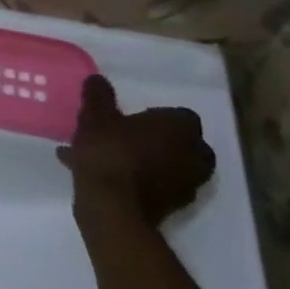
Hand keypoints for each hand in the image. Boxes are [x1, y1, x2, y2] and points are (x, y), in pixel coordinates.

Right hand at [56, 75, 214, 227]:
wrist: (113, 208)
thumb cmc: (109, 151)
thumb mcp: (95, 115)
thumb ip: (98, 96)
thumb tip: (98, 80)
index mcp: (181, 128)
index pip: (179, 115)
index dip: (154, 115)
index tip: (129, 117)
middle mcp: (194, 155)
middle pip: (176, 142)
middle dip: (153, 139)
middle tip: (123, 136)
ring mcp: (187, 185)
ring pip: (164, 164)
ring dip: (143, 160)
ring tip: (104, 158)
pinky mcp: (172, 208)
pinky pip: (154, 184)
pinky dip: (135, 180)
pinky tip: (102, 177)